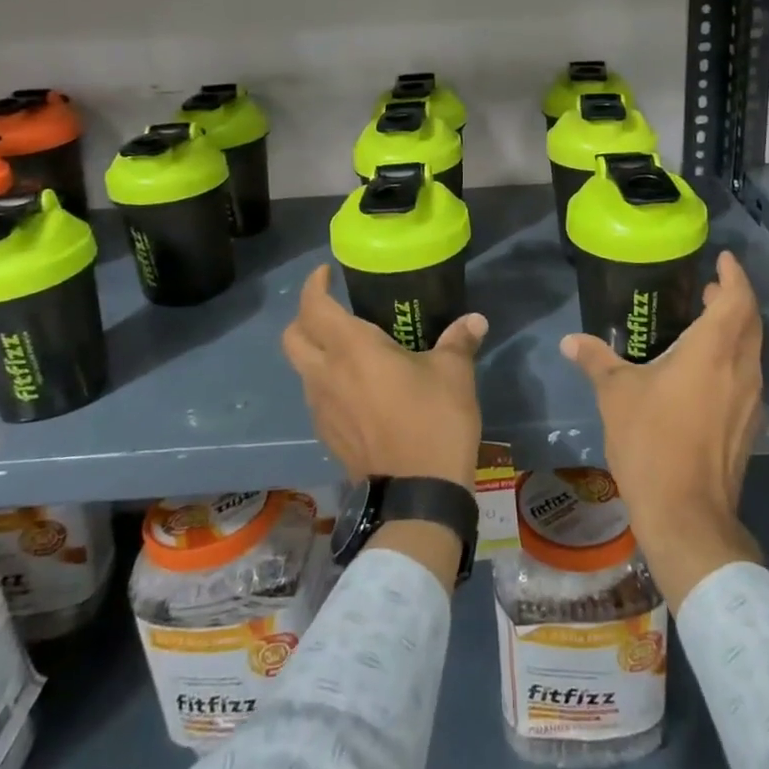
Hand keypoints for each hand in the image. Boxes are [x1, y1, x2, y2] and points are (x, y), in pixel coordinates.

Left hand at [281, 264, 487, 490]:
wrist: (418, 494)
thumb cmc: (434, 421)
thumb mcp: (454, 374)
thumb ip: (459, 341)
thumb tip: (475, 320)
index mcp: (352, 350)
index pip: (315, 307)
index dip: (315, 285)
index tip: (327, 273)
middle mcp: (326, 375)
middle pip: (293, 337)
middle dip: (305, 317)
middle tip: (333, 309)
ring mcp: (321, 408)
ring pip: (302, 369)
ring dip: (315, 352)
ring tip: (349, 350)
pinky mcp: (326, 435)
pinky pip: (316, 396)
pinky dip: (327, 382)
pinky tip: (357, 388)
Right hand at [561, 251, 764, 611]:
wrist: (687, 515)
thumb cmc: (652, 442)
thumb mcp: (616, 395)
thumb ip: (596, 360)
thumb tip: (570, 341)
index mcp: (714, 351)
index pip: (737, 299)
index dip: (734, 275)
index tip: (723, 259)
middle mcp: (741, 369)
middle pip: (750, 322)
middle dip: (733, 299)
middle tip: (709, 288)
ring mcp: (750, 400)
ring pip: (751, 350)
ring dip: (734, 330)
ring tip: (705, 323)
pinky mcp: (749, 426)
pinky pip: (746, 376)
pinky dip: (732, 359)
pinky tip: (705, 371)